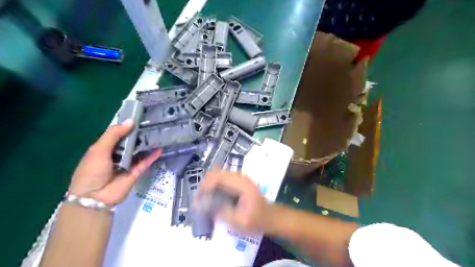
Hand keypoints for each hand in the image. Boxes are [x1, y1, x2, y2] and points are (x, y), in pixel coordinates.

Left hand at [68, 120, 161, 204]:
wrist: (95, 197)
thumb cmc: (92, 170)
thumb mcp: (99, 149)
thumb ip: (114, 135)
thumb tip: (131, 121)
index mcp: (105, 148)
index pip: (118, 134)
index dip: (127, 126)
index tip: (139, 116)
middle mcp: (117, 154)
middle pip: (130, 142)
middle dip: (139, 134)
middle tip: (152, 123)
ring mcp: (127, 164)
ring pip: (139, 151)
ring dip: (147, 144)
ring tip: (159, 133)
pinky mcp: (136, 172)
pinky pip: (145, 162)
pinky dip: (152, 156)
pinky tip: (160, 149)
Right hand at [196, 169, 270, 233]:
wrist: (270, 217)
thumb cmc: (257, 221)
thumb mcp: (240, 222)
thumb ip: (222, 212)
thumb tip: (204, 205)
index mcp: (243, 185)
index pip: (220, 178)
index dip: (206, 185)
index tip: (198, 197)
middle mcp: (241, 177)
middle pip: (217, 173)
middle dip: (206, 184)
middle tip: (199, 198)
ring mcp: (240, 177)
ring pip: (219, 174)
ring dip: (209, 183)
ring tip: (203, 197)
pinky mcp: (239, 181)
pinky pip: (222, 178)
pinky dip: (214, 184)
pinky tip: (211, 194)